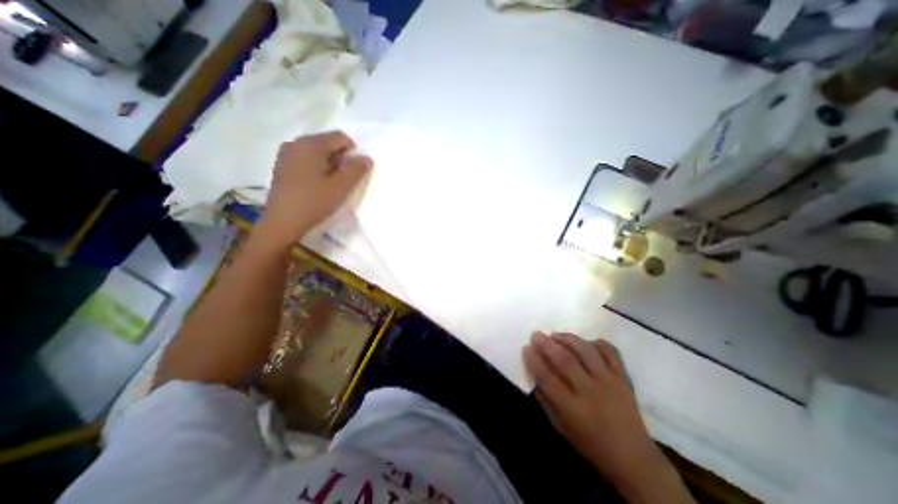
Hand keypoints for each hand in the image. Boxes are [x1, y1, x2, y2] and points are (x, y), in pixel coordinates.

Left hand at [254, 130, 369, 245]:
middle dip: (341, 159)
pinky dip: (318, 168)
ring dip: (330, 164)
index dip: (353, 152)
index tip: (353, 173)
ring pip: (317, 152)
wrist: (283, 222)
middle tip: (343, 180)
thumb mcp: (341, 187)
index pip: (340, 137)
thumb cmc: (314, 202)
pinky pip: (307, 159)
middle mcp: (296, 142)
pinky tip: (317, 185)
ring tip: (331, 184)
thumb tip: (366, 158)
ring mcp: (287, 153)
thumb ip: (356, 170)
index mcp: (310, 144)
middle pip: (327, 142)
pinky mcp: (282, 165)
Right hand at [525, 333, 689, 502]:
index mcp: (573, 409)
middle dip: (547, 344)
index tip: (526, 348)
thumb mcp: (561, 427)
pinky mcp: (623, 378)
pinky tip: (585, 342)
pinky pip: (610, 352)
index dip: (534, 361)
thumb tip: (534, 375)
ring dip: (568, 339)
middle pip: (565, 361)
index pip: (547, 378)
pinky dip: (596, 343)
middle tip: (537, 334)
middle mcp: (591, 392)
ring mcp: (609, 382)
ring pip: (586, 351)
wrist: (634, 458)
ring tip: (556, 335)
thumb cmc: (591, 444)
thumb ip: (545, 400)